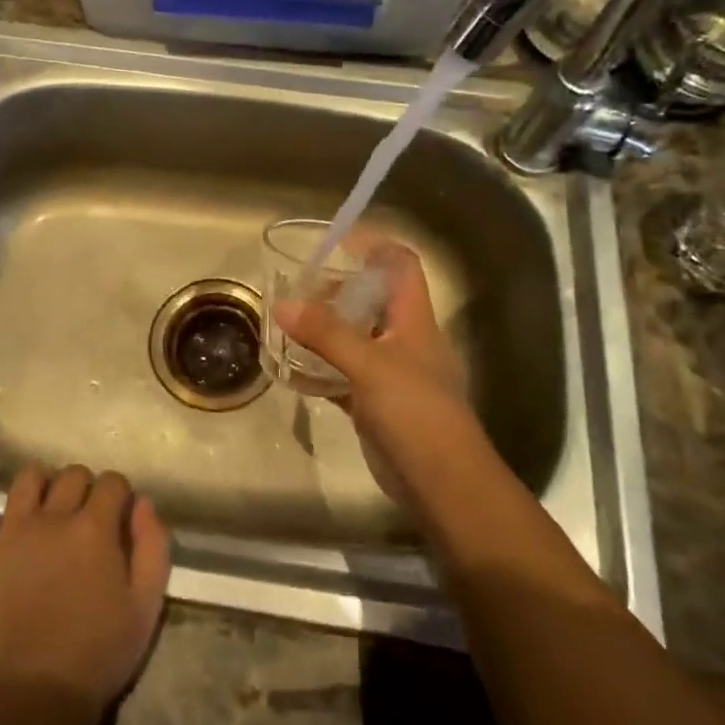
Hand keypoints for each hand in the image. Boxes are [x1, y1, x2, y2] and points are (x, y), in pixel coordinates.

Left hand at [0, 464, 170, 714]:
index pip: (113, 483)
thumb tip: (142, 503)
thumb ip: (153, 546)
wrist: (37, 696)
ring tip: (48, 498)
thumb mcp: (146, 604)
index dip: (120, 495)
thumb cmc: (100, 653)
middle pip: (73, 475)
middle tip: (89, 515)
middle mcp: (53, 518)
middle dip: (87, 487)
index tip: (121, 517)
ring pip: (27, 481)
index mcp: (94, 527)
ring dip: (42, 481)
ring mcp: (12, 534)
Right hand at [274, 239, 472, 494]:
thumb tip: (282, 303)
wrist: (442, 482)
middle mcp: (405, 339)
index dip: (374, 246)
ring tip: (288, 322)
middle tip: (298, 288)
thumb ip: (325, 333)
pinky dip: (321, 369)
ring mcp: (392, 373)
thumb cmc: (415, 411)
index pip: (401, 266)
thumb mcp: (369, 365)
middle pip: (373, 300)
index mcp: (414, 319)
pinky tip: (291, 369)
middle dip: (337, 290)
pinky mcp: (377, 403)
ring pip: (356, 338)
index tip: (336, 242)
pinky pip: (344, 375)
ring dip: (326, 329)